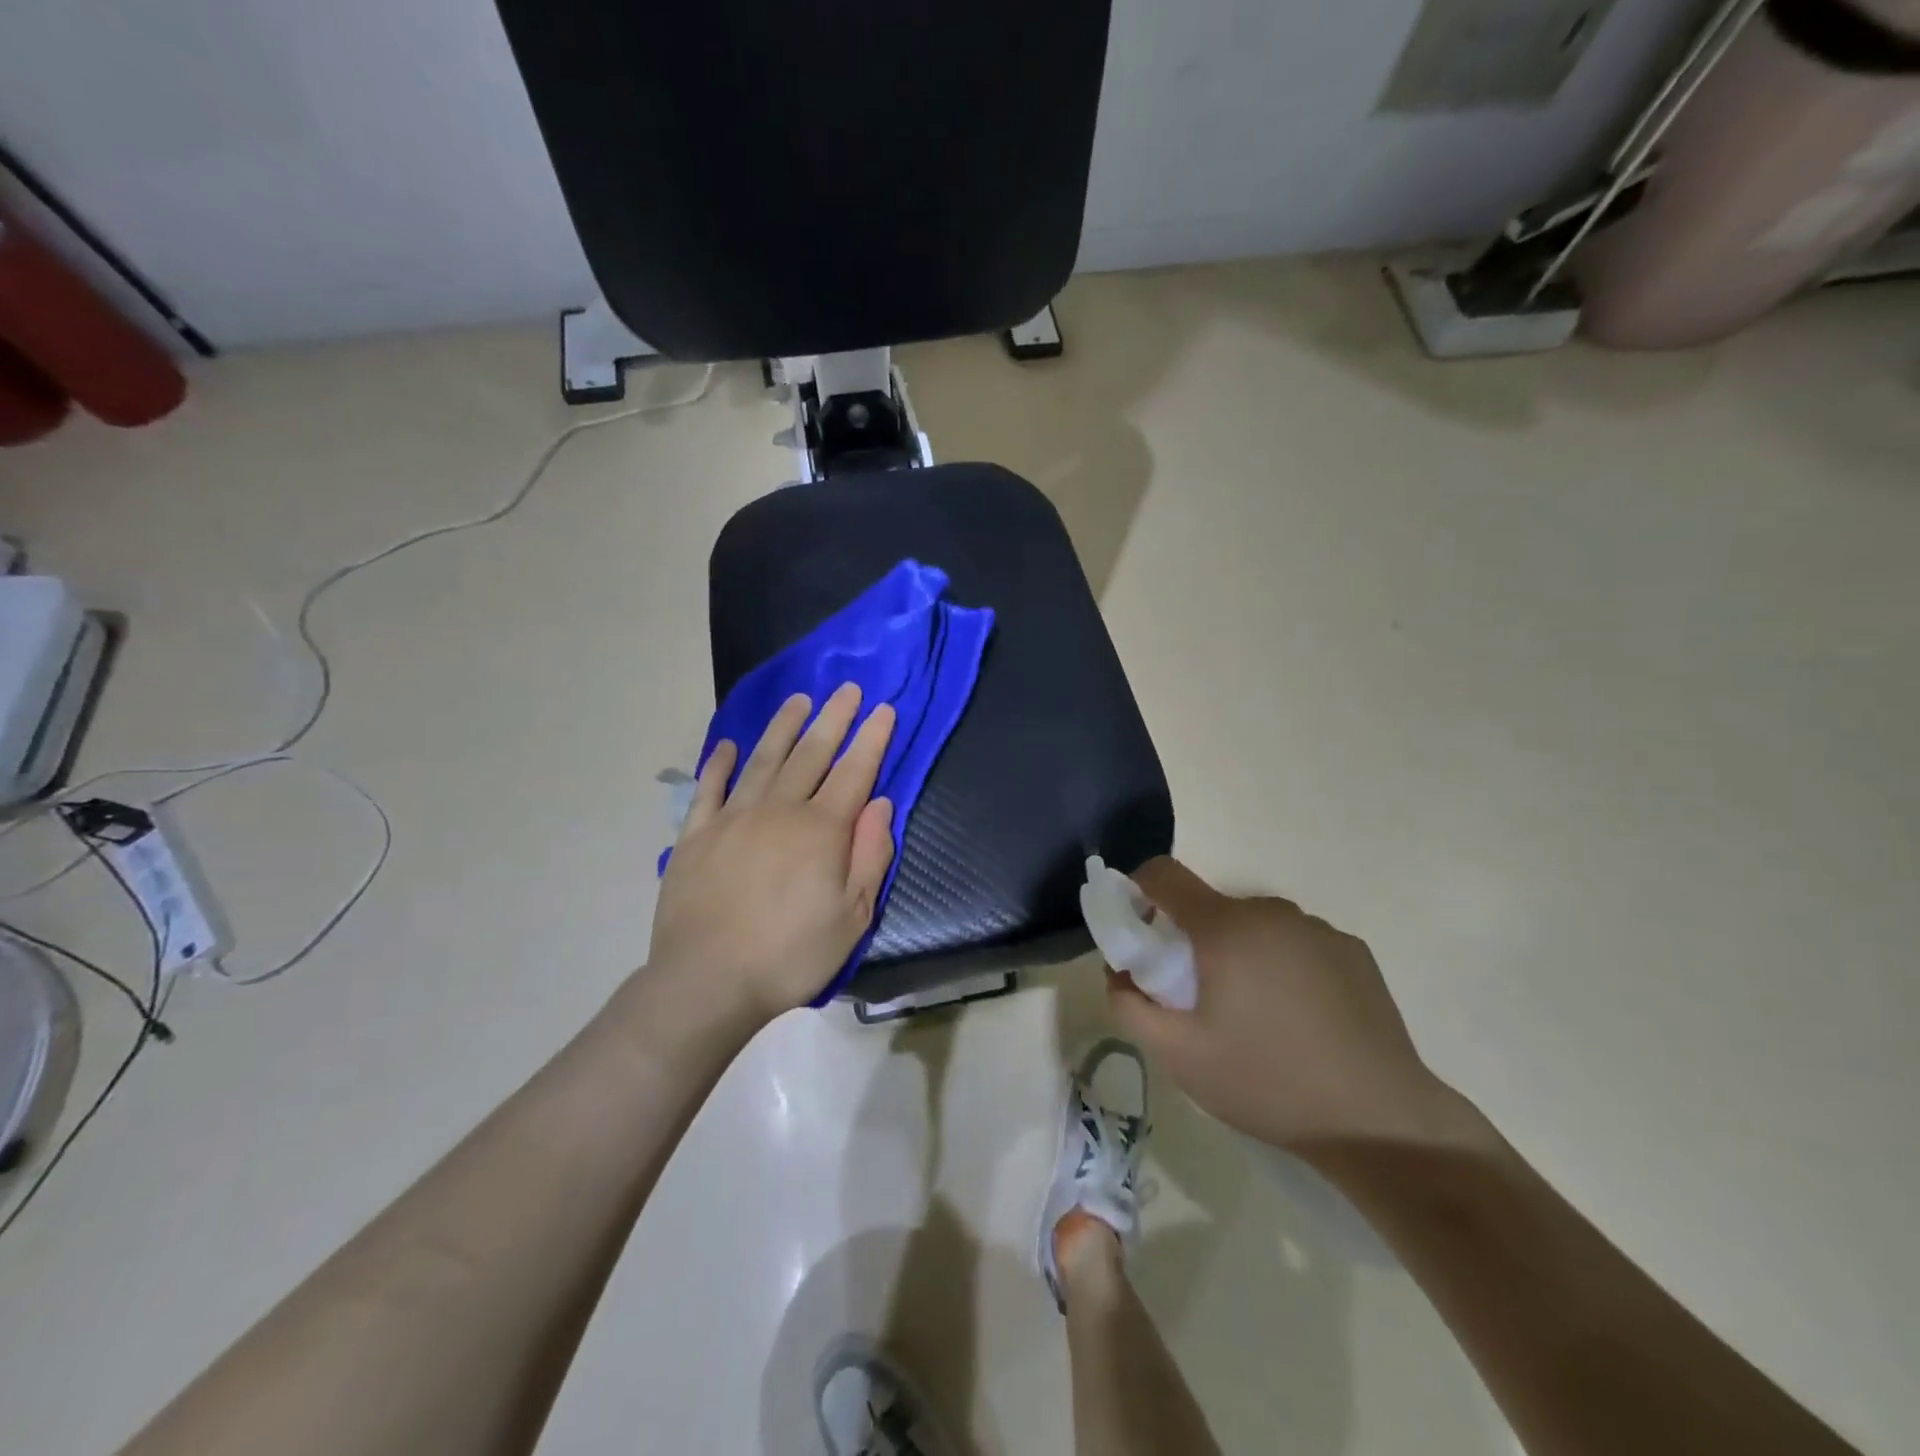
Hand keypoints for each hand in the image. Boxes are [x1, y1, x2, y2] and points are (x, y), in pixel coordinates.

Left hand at [649, 684, 897, 1019]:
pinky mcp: (696, 835)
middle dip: (834, 719)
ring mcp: (732, 818)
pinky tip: (726, 746)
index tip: (884, 708)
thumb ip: (870, 856)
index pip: (855, 772)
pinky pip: (708, 789)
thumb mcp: (852, 917)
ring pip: (763, 760)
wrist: (707, 982)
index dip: (872, 739)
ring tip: (798, 700)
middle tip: (847, 689)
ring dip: (783, 727)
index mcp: (821, 830)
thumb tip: (881, 805)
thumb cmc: (790, 955)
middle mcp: (778, 810)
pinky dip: (718, 764)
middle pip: (811, 754)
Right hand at [1107, 858, 1480, 1158]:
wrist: (1380, 1121)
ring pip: (1254, 926)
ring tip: (1253, 1016)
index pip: (1164, 873)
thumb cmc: (1266, 1081)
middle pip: (1210, 907)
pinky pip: (1295, 944)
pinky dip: (1280, 965)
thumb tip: (1120, 972)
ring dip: (1238, 953)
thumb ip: (1130, 1004)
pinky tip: (1299, 1020)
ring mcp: (1318, 929)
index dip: (1138, 891)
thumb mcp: (1179, 1055)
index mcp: (1225, 926)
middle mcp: (1271, 912)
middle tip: (1196, 998)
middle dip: (1191, 939)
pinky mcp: (1353, 951)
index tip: (1138, 932)